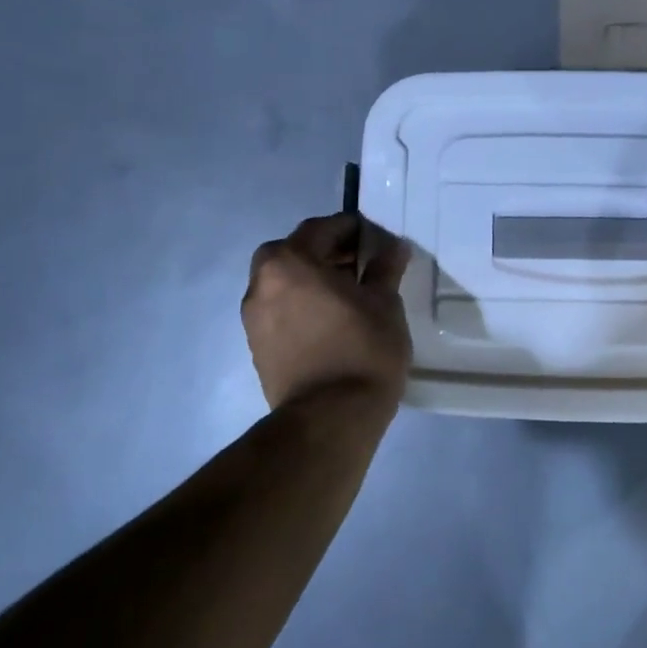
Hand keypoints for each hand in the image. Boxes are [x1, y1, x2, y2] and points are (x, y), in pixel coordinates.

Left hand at [242, 214, 413, 412]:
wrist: (330, 419)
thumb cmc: (362, 349)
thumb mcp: (385, 302)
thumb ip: (385, 267)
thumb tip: (392, 247)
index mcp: (289, 262)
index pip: (321, 229)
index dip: (351, 228)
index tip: (376, 238)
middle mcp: (261, 283)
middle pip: (294, 251)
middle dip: (327, 251)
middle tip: (360, 262)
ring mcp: (254, 317)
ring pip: (284, 281)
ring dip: (312, 277)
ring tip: (349, 292)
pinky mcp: (257, 346)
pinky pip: (280, 308)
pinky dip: (302, 302)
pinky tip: (332, 318)